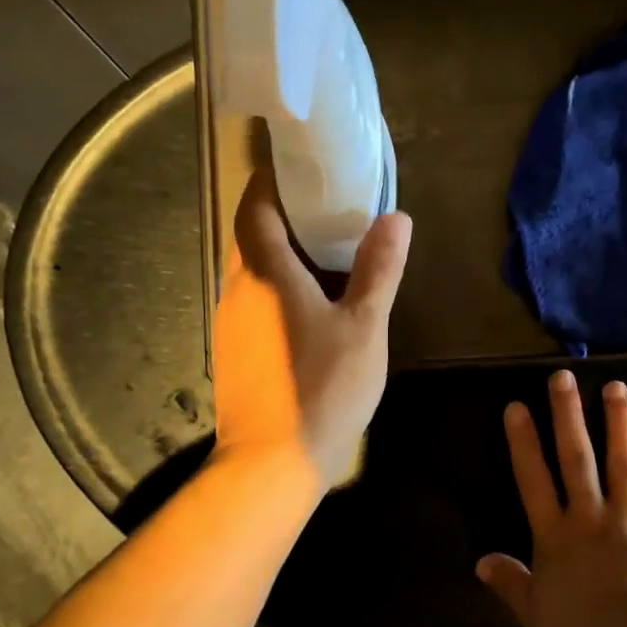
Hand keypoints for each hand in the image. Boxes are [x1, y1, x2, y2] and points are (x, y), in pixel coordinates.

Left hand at [212, 168, 411, 489]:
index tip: (300, 163)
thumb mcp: (364, 327)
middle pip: (251, 234)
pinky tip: (311, 303)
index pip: (255, 205)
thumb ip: (379, 270)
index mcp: (266, 273)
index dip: (271, 177)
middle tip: (328, 204)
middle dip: (283, 213)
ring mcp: (231, 322)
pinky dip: (278, 285)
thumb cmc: (322, 388)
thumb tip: (395, 217)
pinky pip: (254, 299)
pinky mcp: (235, 351)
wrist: (273, 463)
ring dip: (282, 251)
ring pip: (252, 269)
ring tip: (326, 249)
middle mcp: (238, 289)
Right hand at [477, 369, 626, 626]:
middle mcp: (592, 518)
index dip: (523, 442)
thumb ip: (512, 584)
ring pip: (624, 464)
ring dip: (620, 424)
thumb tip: (481, 561)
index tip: (517, 406)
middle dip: (568, 415)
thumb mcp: (536, 618)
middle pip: (576, 459)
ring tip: (617, 387)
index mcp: (556, 537)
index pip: (533, 480)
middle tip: (563, 376)